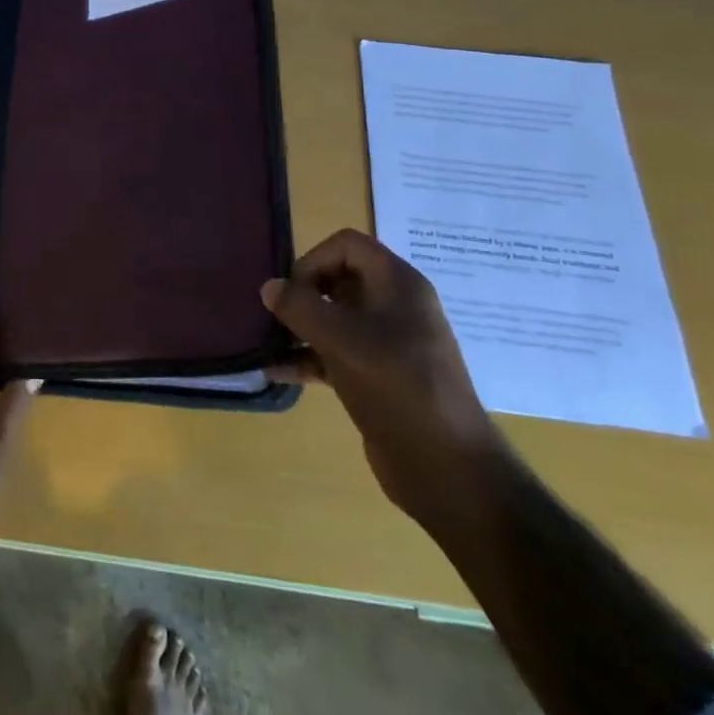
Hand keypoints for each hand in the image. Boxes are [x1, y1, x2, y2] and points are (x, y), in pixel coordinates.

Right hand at [263, 229, 506, 528]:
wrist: (447, 468)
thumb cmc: (397, 387)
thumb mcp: (343, 340)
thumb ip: (300, 307)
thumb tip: (269, 286)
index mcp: (398, 284)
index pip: (347, 245)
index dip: (314, 260)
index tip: (293, 292)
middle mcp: (394, 306)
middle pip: (338, 279)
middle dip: (302, 294)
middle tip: (275, 317)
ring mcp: (388, 343)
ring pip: (334, 318)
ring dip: (299, 327)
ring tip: (266, 341)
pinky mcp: (378, 376)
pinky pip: (335, 353)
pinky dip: (307, 358)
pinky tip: (276, 372)